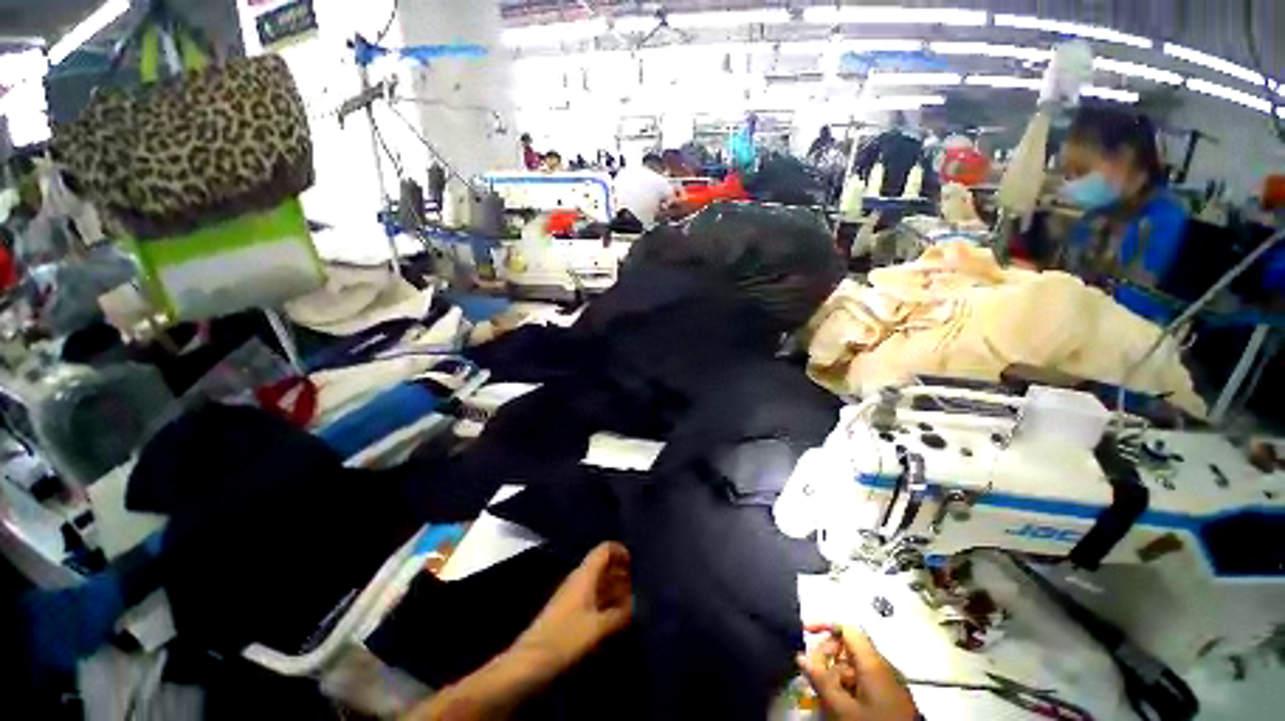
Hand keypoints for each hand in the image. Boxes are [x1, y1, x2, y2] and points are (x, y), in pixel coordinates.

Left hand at [514, 542, 633, 671]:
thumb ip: (621, 613)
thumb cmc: (565, 639)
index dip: (621, 551)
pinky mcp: (570, 614)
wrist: (530, 664)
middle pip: (604, 566)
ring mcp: (574, 597)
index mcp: (585, 575)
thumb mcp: (598, 627)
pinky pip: (594, 600)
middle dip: (623, 573)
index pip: (605, 549)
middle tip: (643, 586)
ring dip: (617, 590)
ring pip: (600, 584)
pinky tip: (619, 618)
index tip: (638, 564)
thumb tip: (639, 602)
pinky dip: (608, 604)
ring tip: (637, 602)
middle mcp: (580, 580)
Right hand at [797, 625, 917, 720]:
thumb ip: (820, 679)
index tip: (806, 632)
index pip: (847, 629)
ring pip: (857, 666)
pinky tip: (840, 700)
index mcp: (873, 662)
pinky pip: (867, 681)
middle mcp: (884, 666)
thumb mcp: (841, 706)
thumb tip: (801, 656)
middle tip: (812, 669)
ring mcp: (891, 683)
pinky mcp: (894, 698)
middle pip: (850, 647)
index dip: (825, 626)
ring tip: (824, 690)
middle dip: (828, 654)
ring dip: (836, 673)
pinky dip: (849, 685)